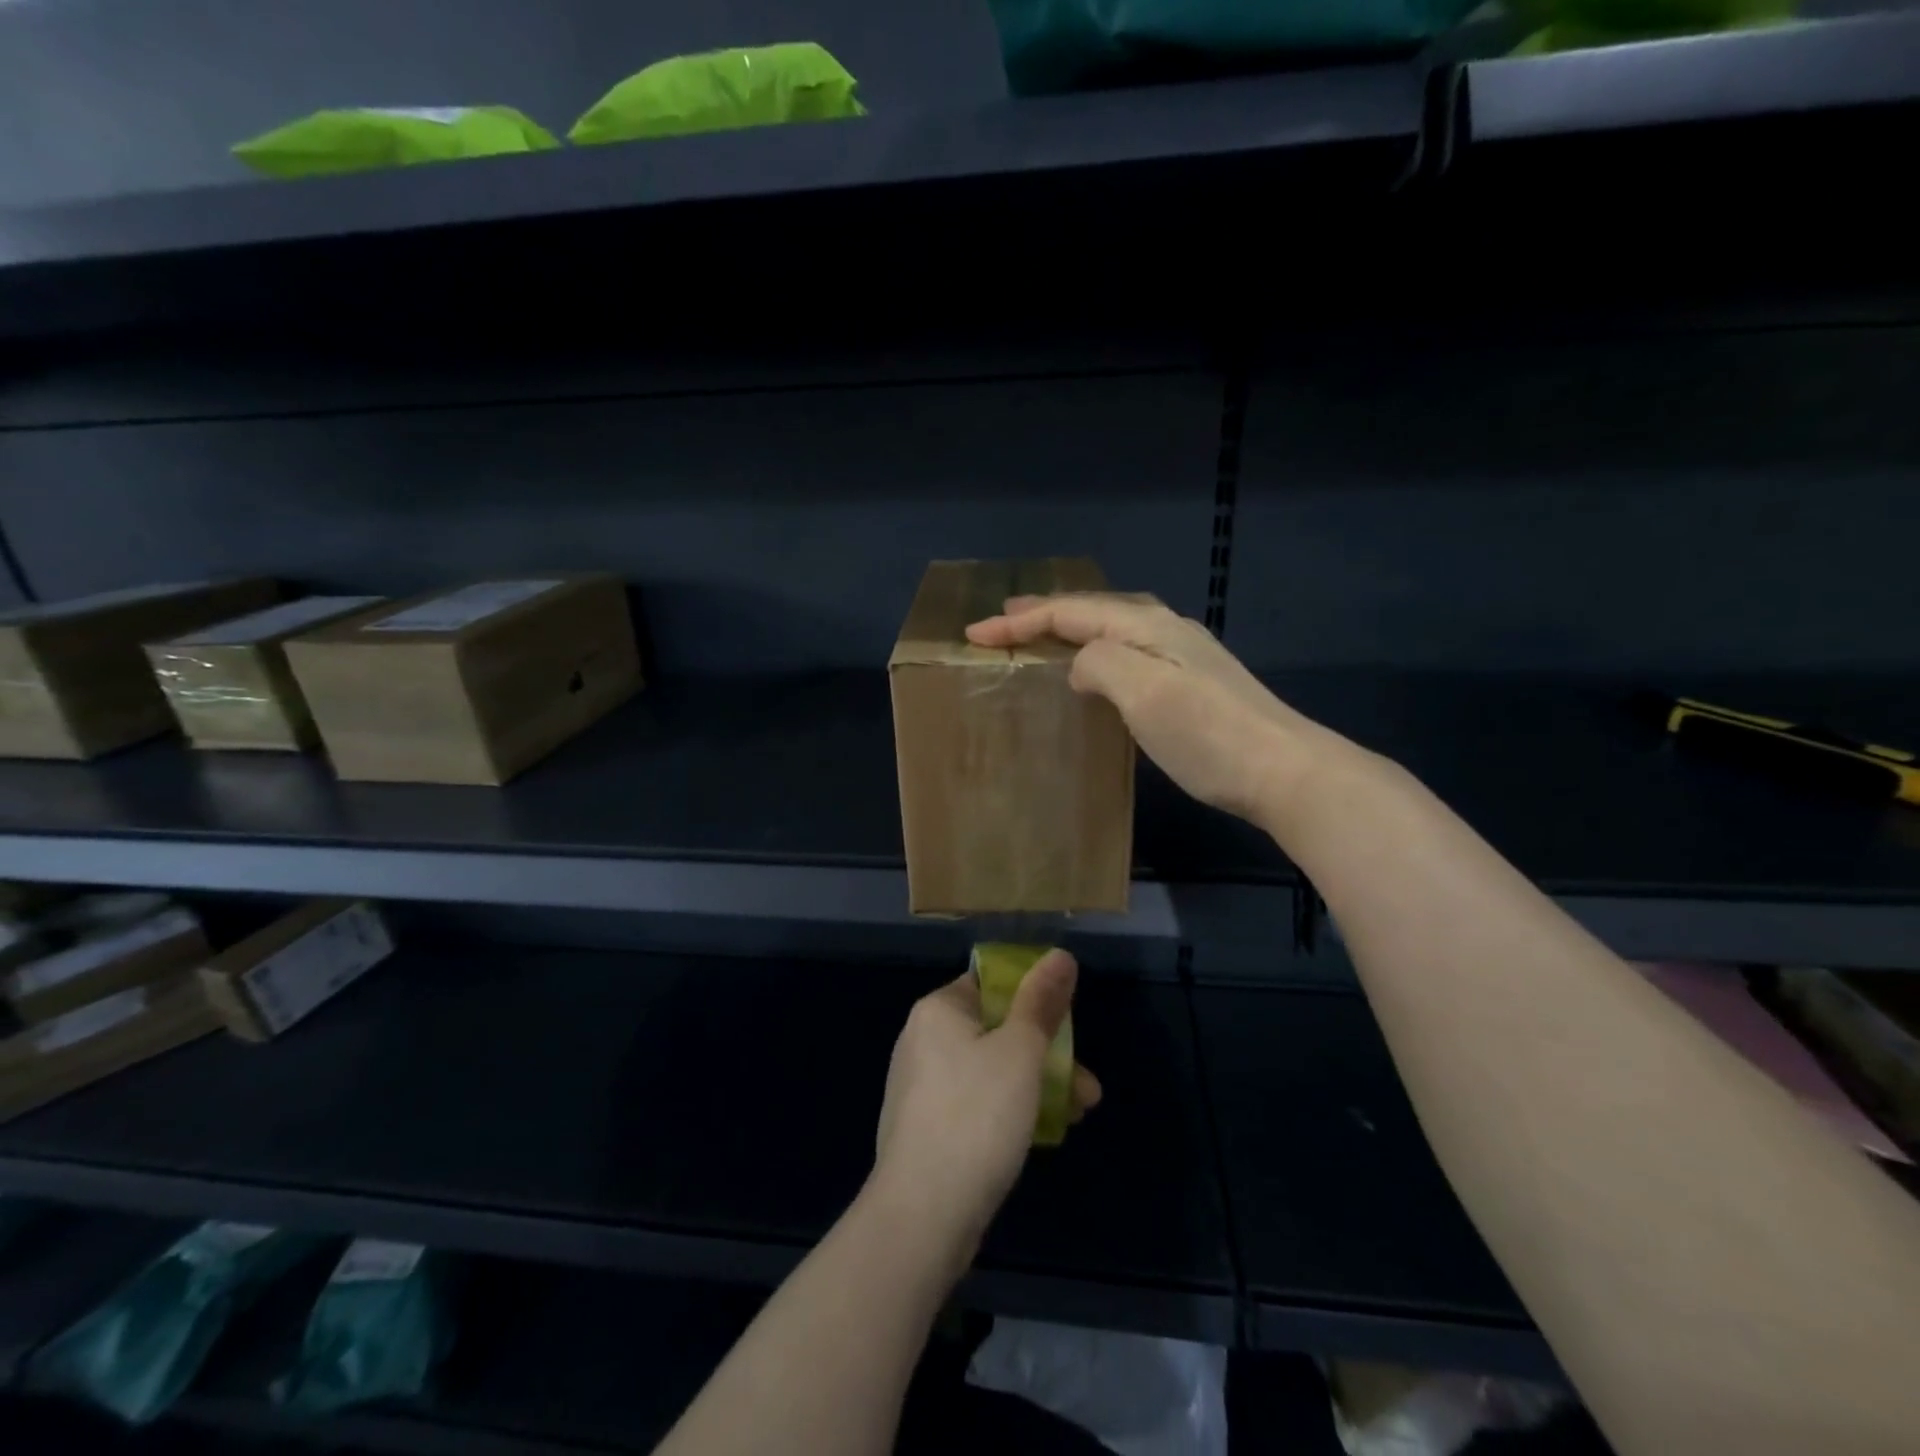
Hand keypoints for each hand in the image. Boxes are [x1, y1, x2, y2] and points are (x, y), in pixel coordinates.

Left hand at [869, 950, 1101, 1271]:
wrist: (922, 1215)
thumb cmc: (976, 1116)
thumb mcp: (1020, 1052)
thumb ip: (1041, 1003)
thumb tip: (1059, 955)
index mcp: (938, 1010)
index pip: (990, 983)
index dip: (1033, 997)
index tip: (1068, 1023)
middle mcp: (924, 1039)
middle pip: (997, 1029)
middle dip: (1047, 1053)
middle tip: (1087, 1085)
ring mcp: (923, 1086)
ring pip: (993, 1070)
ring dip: (1038, 1084)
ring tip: (1081, 1111)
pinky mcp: (928, 1127)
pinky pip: (978, 1103)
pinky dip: (1011, 1110)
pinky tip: (1045, 1134)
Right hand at [966, 593, 1357, 827]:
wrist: (1284, 772)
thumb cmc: (1206, 735)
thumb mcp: (1144, 692)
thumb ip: (1101, 663)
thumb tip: (1081, 666)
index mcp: (1147, 626)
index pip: (1070, 612)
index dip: (1021, 621)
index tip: (974, 634)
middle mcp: (1165, 630)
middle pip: (1093, 609)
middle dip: (1044, 612)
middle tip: (1004, 619)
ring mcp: (1183, 656)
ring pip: (1113, 628)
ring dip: (1071, 628)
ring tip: (1041, 635)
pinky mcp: (1192, 684)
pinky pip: (1128, 652)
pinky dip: (1095, 651)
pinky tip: (1096, 669)